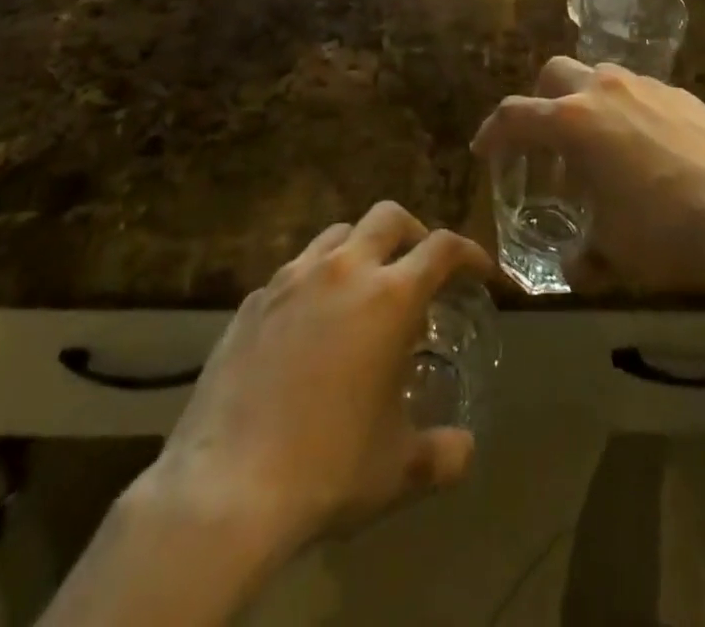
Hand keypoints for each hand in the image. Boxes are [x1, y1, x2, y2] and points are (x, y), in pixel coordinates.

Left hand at [141, 203, 495, 556]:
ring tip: (364, 290)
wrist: (225, 488)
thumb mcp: (398, 469)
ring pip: (338, 233)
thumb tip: (465, 449)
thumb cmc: (327, 469)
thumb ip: (442, 454)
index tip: (479, 272)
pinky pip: (295, 270)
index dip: (469, 253)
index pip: (443, 248)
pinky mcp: (253, 300)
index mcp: (389, 297)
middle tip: (420, 270)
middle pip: (389, 217)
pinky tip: (310, 325)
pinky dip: (316, 280)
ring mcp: (292, 279)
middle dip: (414, 234)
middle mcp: (343, 270)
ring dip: (362, 248)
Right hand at [470, 58, 704, 289]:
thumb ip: (585, 256)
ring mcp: (646, 87)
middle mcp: (603, 91)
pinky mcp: (682, 95)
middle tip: (545, 142)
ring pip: (600, 78)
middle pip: (554, 75)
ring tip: (600, 149)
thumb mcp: (615, 251)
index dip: (493, 132)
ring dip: (587, 105)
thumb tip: (576, 267)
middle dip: (541, 103)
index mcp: (573, 122)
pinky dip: (628, 113)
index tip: (484, 150)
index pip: (515, 116)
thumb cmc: (666, 228)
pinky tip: (647, 151)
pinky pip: (640, 93)